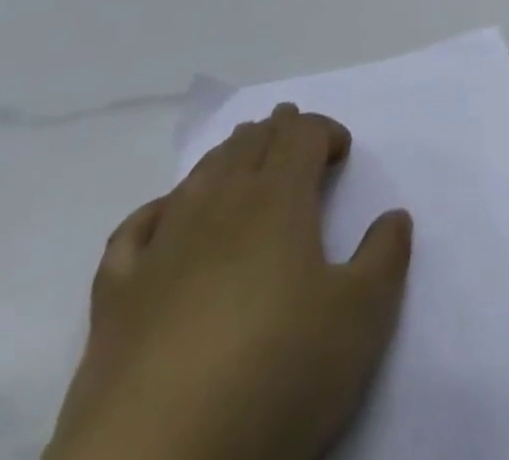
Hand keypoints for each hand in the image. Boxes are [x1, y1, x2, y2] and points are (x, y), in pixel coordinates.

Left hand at [46, 106, 413, 459]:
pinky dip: (156, 211)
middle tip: (292, 135)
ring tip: (241, 156)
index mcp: (278, 199)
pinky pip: (134, 231)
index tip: (341, 152)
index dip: (325, 132)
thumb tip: (394, 216)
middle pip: (250, 145)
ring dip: (226, 157)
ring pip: (199, 176)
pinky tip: (164, 217)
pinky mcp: (115, 297)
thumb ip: (385, 257)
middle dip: (276, 133)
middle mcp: (219, 204)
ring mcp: (162, 247)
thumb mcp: (360, 319)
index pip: (302, 136)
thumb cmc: (274, 376)